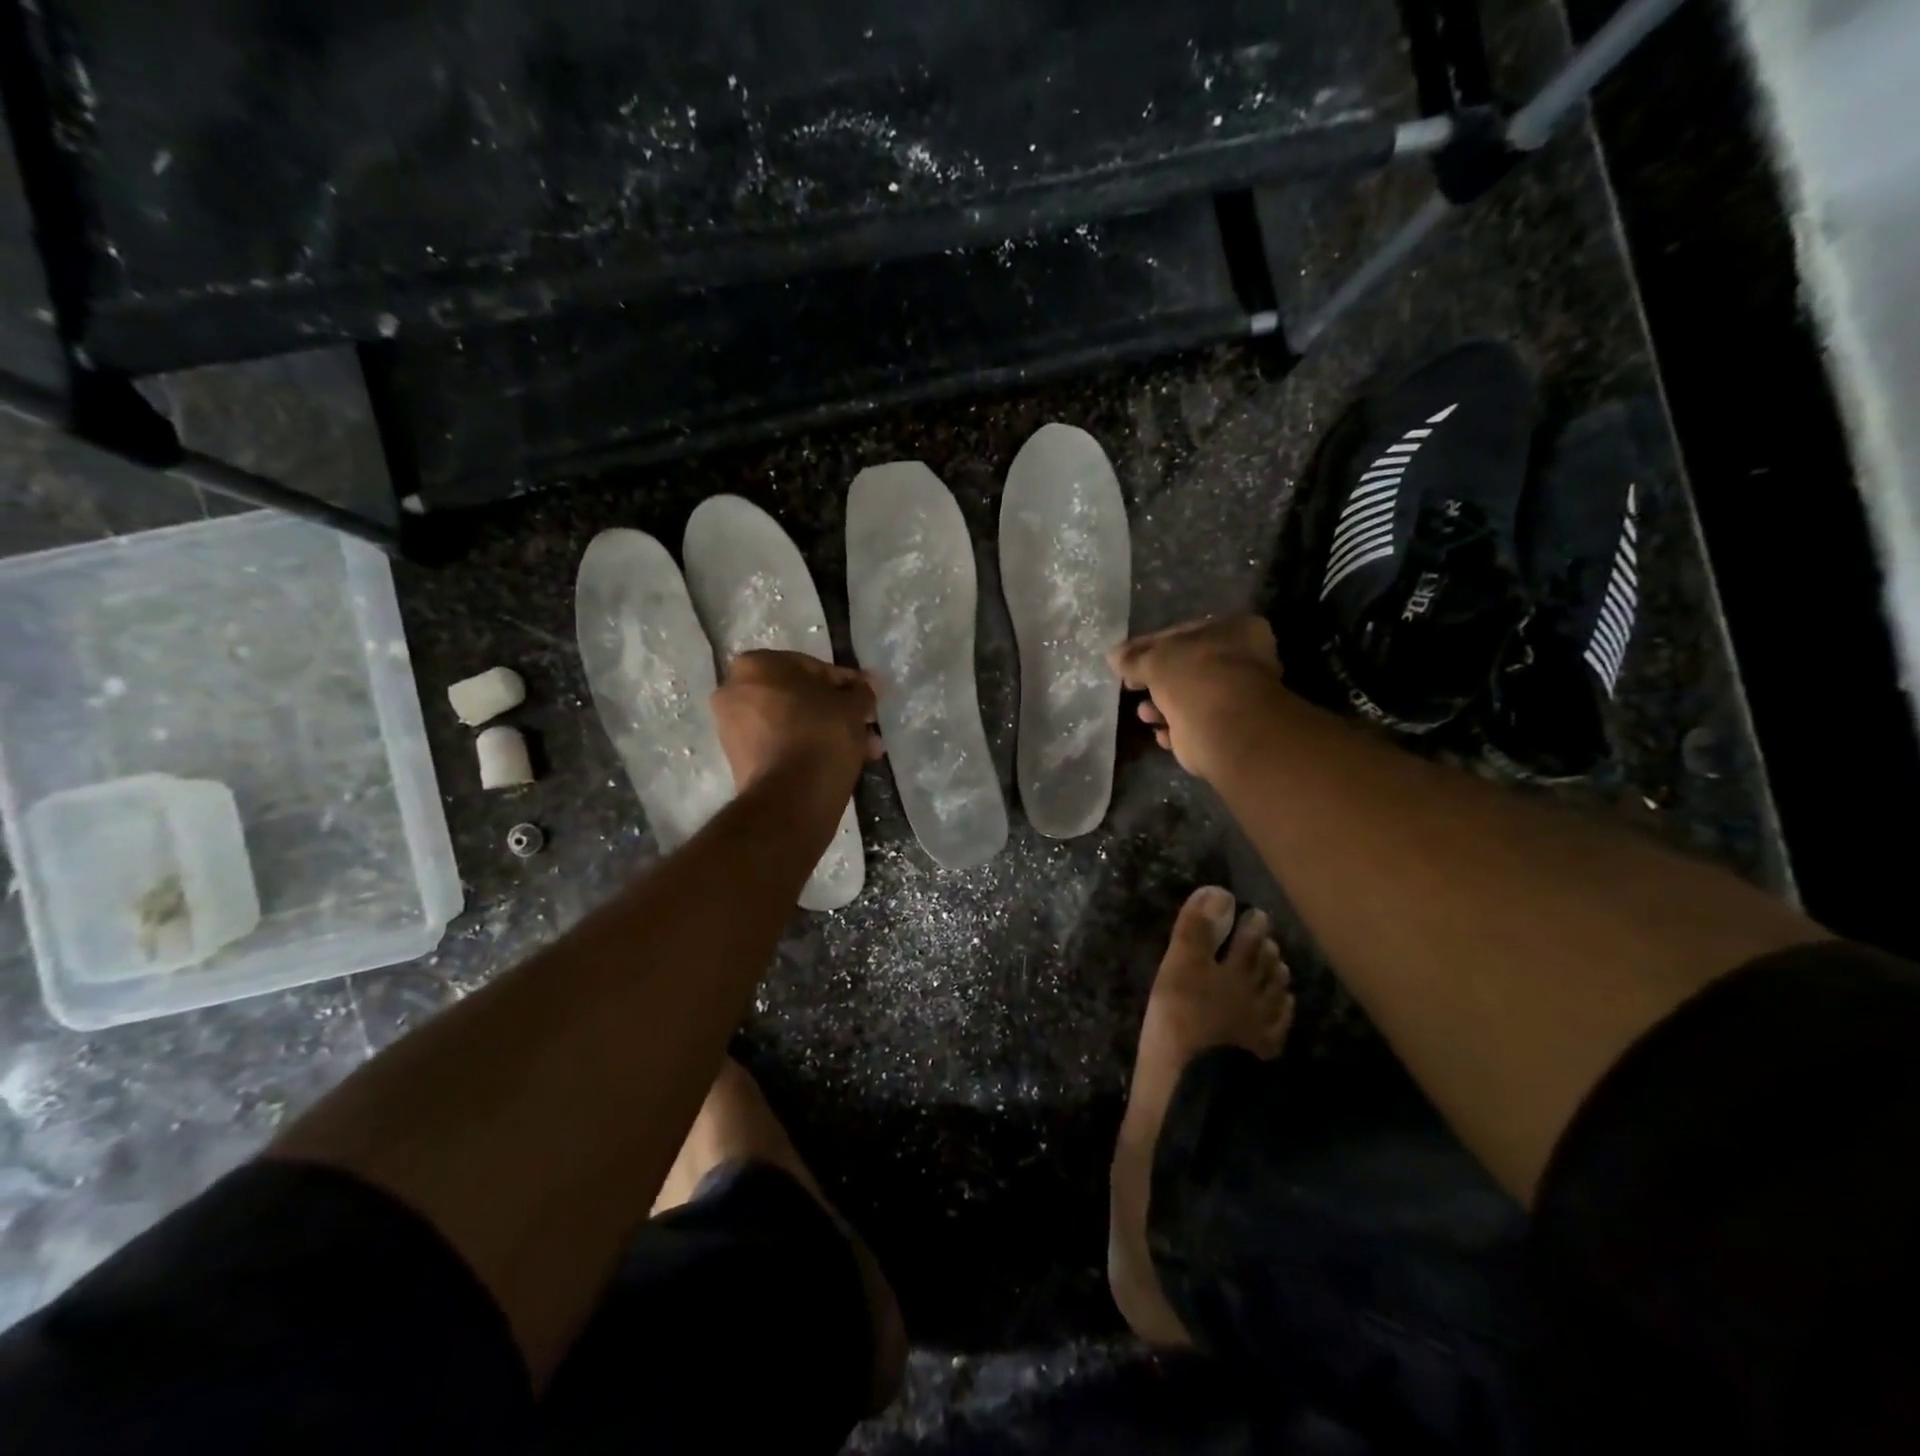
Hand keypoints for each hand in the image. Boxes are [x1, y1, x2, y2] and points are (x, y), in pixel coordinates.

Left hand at [711, 651, 882, 797]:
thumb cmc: (821, 735)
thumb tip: (866, 686)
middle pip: (800, 696)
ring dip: (826, 732)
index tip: (868, 701)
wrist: (790, 797)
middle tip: (865, 727)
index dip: (847, 685)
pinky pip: (780, 743)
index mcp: (757, 664)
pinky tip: (837, 761)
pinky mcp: (738, 759)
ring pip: (792, 722)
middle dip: (837, 712)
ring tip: (862, 751)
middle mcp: (735, 689)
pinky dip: (806, 748)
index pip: (814, 667)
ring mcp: (732, 726)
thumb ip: (861, 691)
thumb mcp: (853, 706)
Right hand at [1109, 616, 1284, 780]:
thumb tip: (1114, 656)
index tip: (1123, 660)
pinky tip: (1162, 734)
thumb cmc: (1197, 681)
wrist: (1229, 733)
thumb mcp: (1156, 661)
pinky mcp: (1232, 731)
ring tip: (1144, 714)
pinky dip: (1177, 729)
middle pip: (1188, 666)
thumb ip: (1134, 658)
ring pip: (1191, 697)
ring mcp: (1241, 696)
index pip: (1182, 632)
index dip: (1149, 646)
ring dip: (1163, 706)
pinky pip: (1196, 724)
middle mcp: (1244, 659)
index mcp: (1235, 630)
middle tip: (1130, 686)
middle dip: (1156, 680)